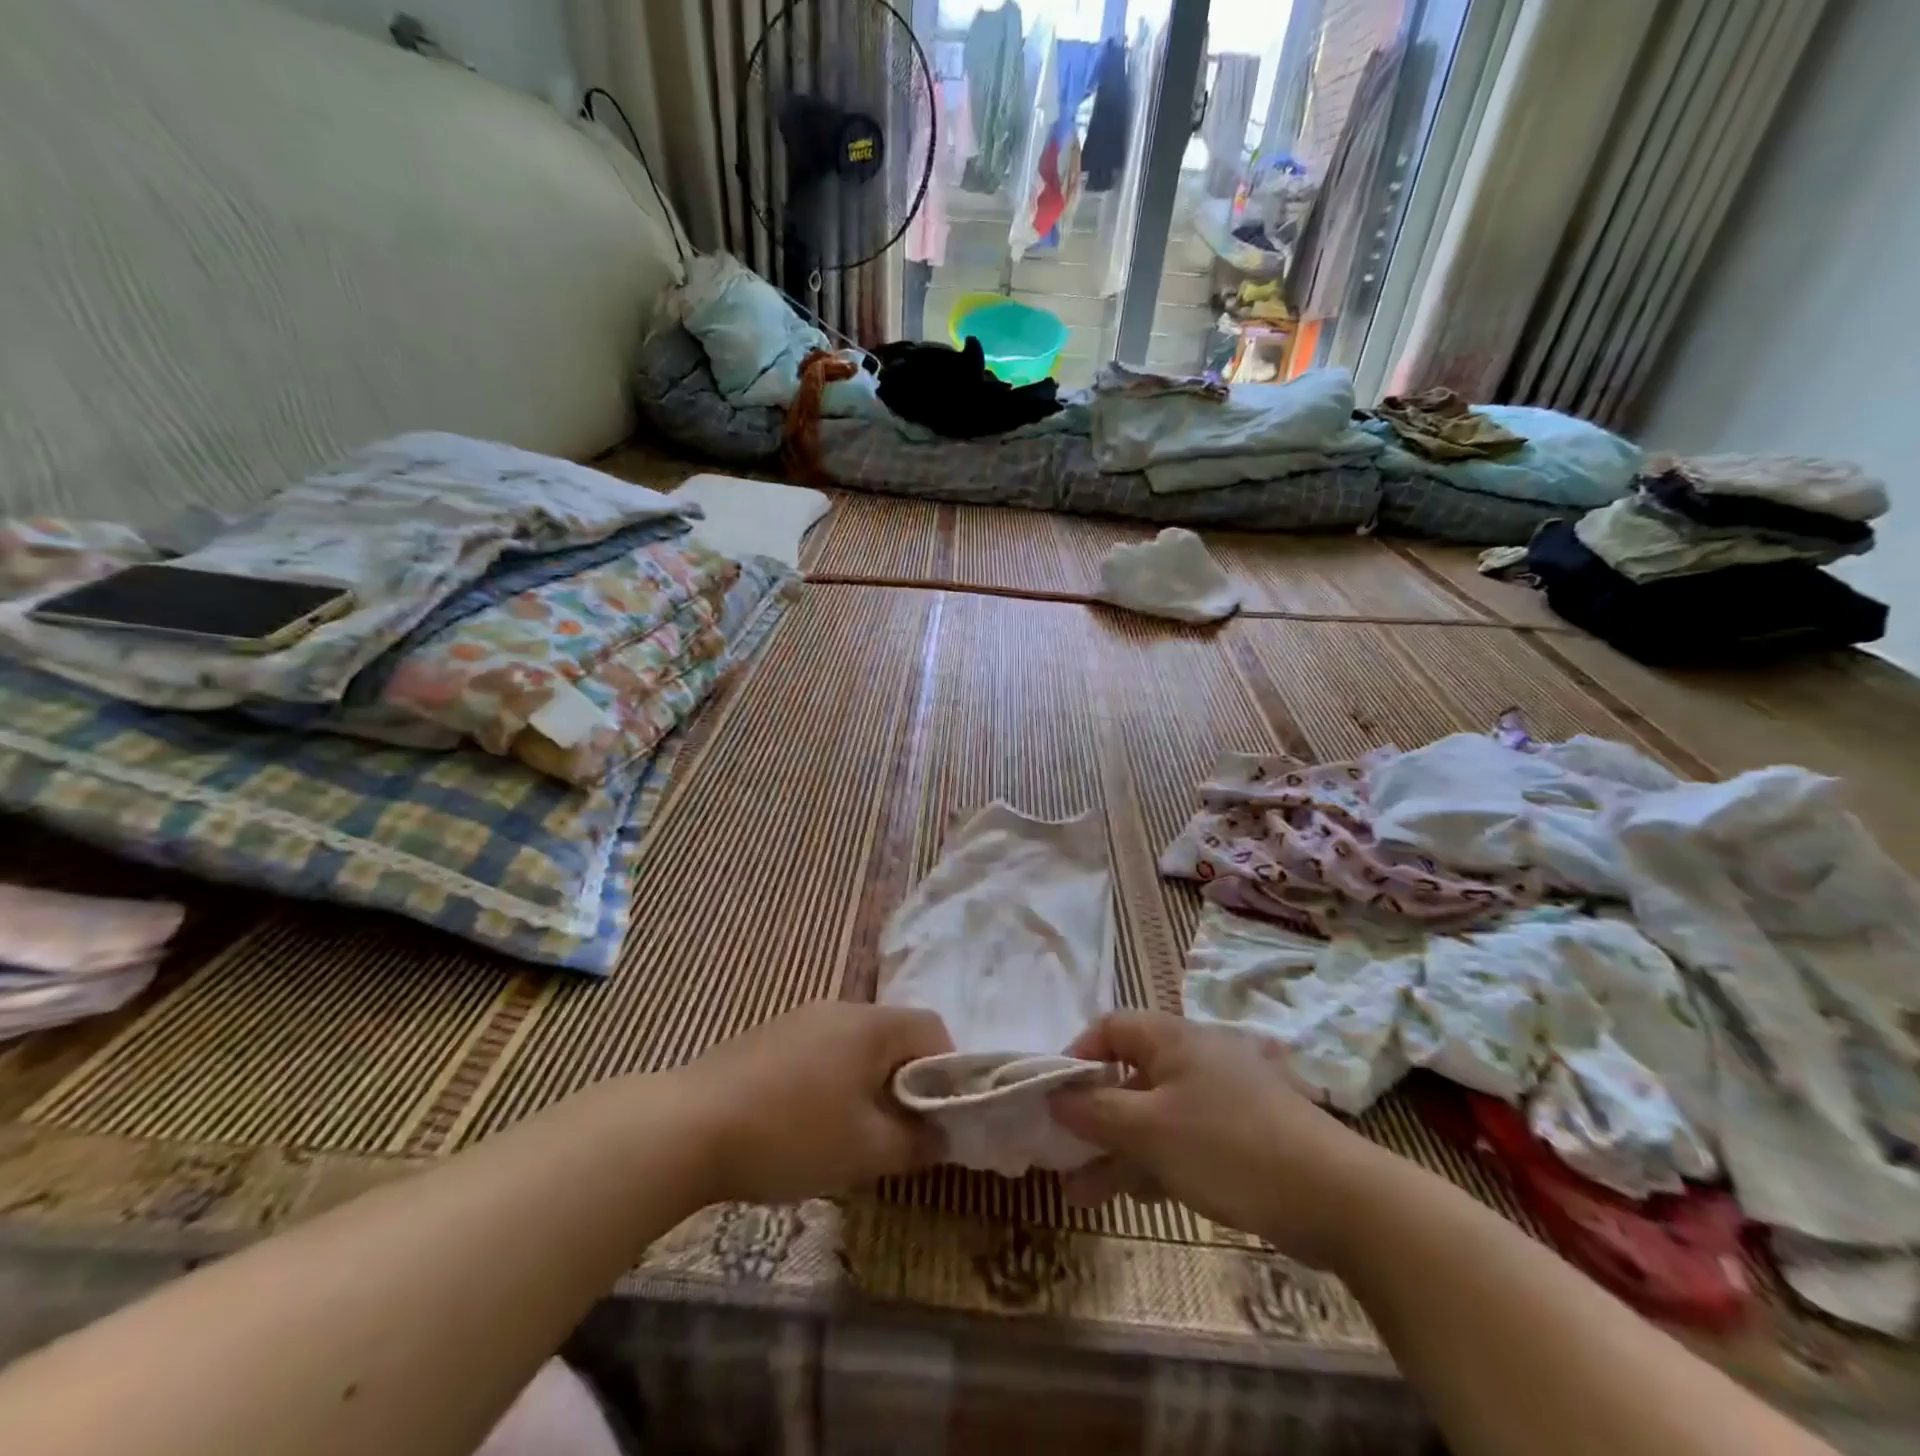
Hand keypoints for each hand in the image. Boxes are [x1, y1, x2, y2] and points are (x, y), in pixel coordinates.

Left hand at [673, 999, 953, 1203]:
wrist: (687, 1127)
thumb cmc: (791, 1134)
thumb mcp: (865, 1151)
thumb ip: (916, 1142)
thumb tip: (943, 1135)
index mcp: (870, 1024)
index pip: (932, 1029)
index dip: (949, 1071)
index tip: (940, 1117)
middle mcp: (839, 1009)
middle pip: (893, 1036)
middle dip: (906, 1082)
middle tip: (899, 1133)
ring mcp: (800, 1019)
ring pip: (856, 1046)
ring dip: (868, 1084)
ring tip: (854, 1135)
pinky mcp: (769, 1037)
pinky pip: (821, 1052)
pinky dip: (833, 1082)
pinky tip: (807, 1124)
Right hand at [1050, 1011, 1391, 1268]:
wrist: (1334, 1196)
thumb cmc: (1227, 1147)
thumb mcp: (1149, 1130)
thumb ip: (1095, 1111)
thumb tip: (1053, 1095)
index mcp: (1171, 1039)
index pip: (1109, 1028)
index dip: (1076, 1056)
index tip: (1052, 1095)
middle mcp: (1193, 1057)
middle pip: (1128, 1075)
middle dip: (1092, 1116)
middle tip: (1062, 1150)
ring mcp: (1218, 1097)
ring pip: (1152, 1115)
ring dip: (1117, 1149)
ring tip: (1081, 1193)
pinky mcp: (1238, 1134)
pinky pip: (1182, 1138)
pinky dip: (1155, 1162)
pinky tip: (1137, 1195)